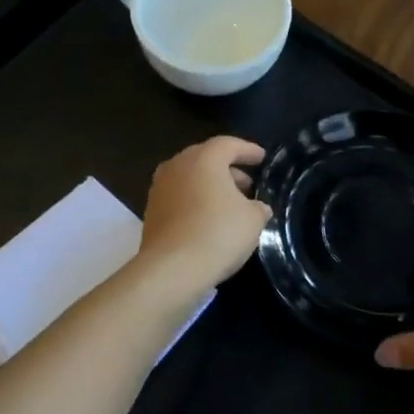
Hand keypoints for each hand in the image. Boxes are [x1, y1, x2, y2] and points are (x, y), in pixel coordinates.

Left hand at [133, 136, 270, 301]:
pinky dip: (196, 201)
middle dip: (229, 169)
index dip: (248, 150)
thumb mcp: (252, 220)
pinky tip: (209, 219)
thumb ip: (258, 207)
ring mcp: (160, 187)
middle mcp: (178, 165)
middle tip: (248, 184)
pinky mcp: (151, 210)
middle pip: (207, 158)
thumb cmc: (217, 234)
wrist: (170, 269)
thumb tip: (258, 207)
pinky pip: (179, 196)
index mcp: (204, 158)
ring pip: (191, 177)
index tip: (262, 158)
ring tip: (231, 204)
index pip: (229, 144)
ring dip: (211, 186)